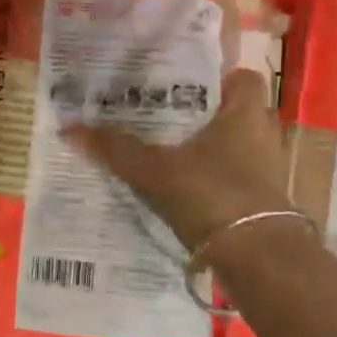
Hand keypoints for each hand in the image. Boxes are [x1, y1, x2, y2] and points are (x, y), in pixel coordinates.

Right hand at [66, 67, 294, 251]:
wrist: (258, 259)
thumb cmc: (213, 195)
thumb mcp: (156, 171)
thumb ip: (117, 149)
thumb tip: (69, 128)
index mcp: (246, 112)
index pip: (241, 77)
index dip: (216, 77)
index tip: (181, 85)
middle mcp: (263, 134)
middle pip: (233, 112)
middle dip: (202, 114)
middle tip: (162, 116)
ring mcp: (266, 169)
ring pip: (233, 146)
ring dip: (207, 148)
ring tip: (166, 150)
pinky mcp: (262, 200)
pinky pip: (234, 176)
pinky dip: (212, 178)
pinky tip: (181, 187)